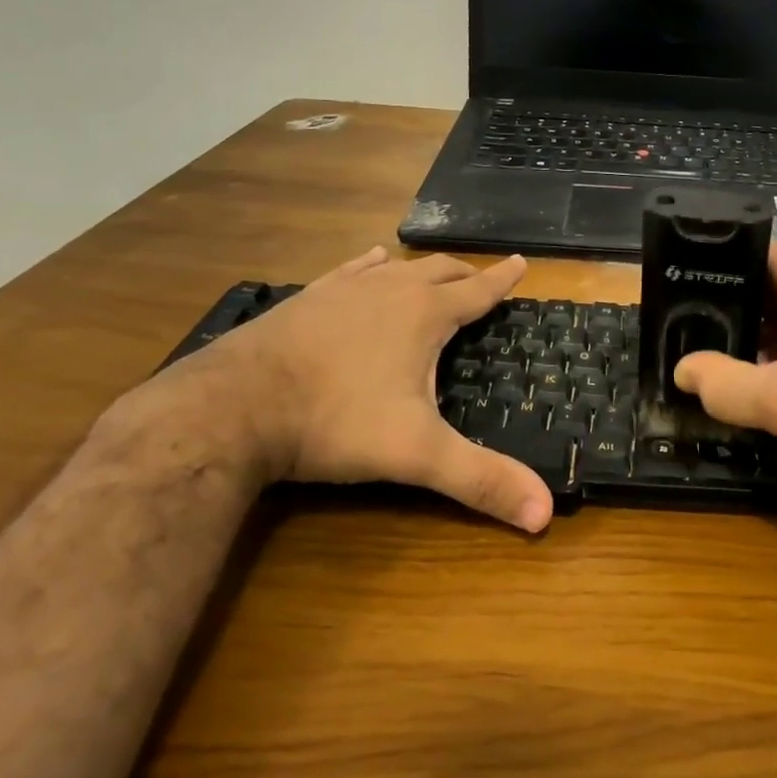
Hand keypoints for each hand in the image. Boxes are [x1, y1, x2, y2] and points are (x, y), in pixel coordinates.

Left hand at [168, 248, 552, 532]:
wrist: (233, 407)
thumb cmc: (336, 422)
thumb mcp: (417, 455)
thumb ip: (481, 480)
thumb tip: (543, 515)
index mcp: (424, 315)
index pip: (477, 291)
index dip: (502, 280)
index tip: (521, 263)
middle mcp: (389, 291)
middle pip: (439, 271)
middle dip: (466, 274)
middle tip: (481, 279)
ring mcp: (343, 290)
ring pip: (396, 268)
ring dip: (421, 270)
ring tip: (432, 273)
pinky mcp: (306, 299)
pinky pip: (350, 270)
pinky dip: (370, 265)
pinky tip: (370, 263)